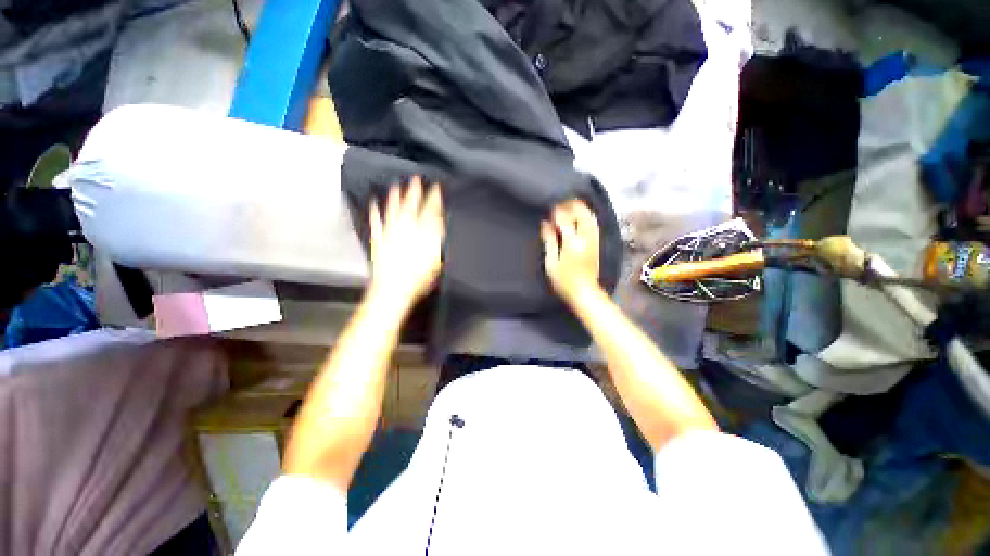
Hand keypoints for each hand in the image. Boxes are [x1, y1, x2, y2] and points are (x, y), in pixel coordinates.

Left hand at [368, 176, 444, 310]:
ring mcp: (391, 234)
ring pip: (393, 211)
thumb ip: (439, 240)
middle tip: (416, 179)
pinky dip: (375, 213)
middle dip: (415, 192)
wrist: (394, 289)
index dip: (434, 199)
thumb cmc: (419, 278)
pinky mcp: (379, 241)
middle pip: (411, 207)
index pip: (430, 212)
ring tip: (395, 186)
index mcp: (422, 234)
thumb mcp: (437, 260)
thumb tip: (442, 225)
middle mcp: (406, 230)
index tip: (437, 188)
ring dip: (395, 198)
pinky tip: (373, 204)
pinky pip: (376, 224)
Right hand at [541, 199, 600, 303]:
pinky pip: (594, 224)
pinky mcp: (597, 244)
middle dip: (573, 204)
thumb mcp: (551, 262)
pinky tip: (581, 217)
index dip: (558, 210)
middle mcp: (586, 237)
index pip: (565, 219)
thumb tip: (545, 223)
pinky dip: (587, 216)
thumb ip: (549, 241)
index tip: (550, 205)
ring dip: (582, 209)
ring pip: (591, 217)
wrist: (584, 292)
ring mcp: (594, 240)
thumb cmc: (564, 280)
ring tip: (571, 205)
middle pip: (582, 213)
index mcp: (572, 242)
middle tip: (562, 201)